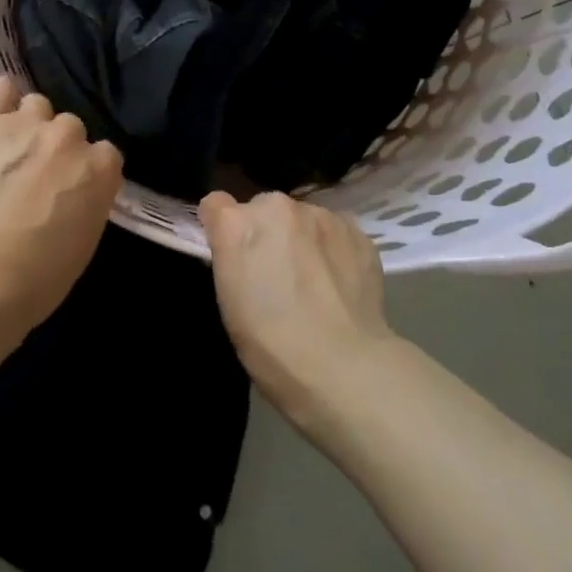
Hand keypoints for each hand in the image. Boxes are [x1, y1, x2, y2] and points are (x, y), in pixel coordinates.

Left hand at [0, 77, 122, 329]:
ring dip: (28, 125)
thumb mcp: (84, 241)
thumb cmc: (37, 278)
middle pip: (70, 128)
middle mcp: (69, 136)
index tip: (70, 191)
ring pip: (36, 105)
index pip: (105, 154)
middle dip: (56, 149)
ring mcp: (26, 124)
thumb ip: (87, 202)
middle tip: (35, 177)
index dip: (85, 172)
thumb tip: (75, 192)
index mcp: (101, 169)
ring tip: (8, 152)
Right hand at [199, 191, 395, 426]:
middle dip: (267, 231)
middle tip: (277, 271)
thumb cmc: (270, 345)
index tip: (232, 253)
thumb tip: (243, 248)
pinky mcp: (356, 231)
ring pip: (303, 217)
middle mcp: (276, 207)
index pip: (215, 205)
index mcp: (236, 224)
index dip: (222, 228)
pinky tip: (340, 281)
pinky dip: (334, 248)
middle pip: (263, 208)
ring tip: (315, 279)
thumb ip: (231, 257)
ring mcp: (320, 216)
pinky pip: (336, 230)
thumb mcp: (229, 301)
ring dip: (302, 237)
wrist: (342, 367)